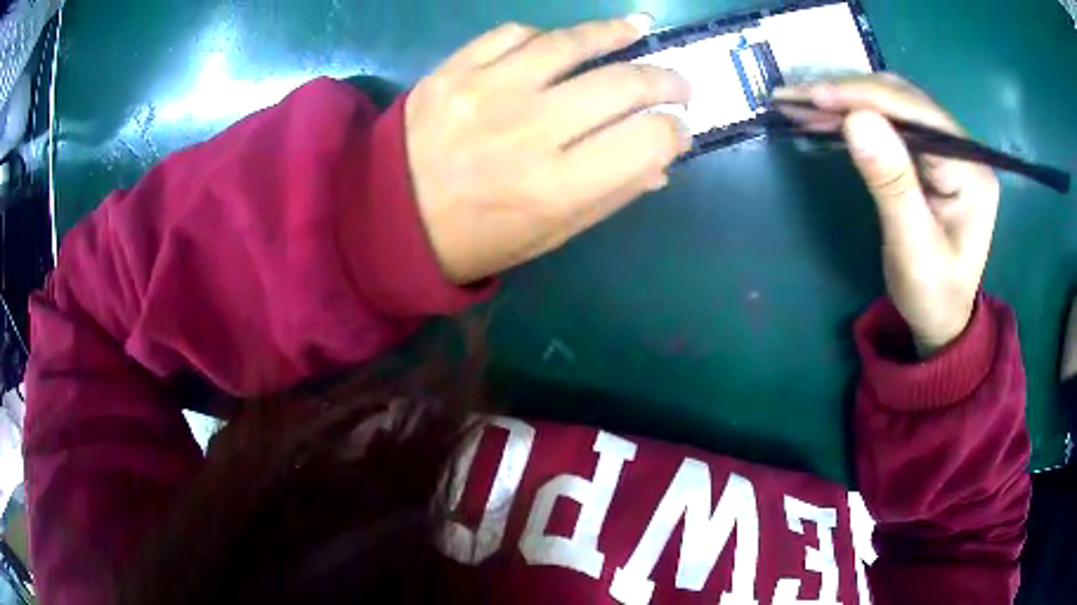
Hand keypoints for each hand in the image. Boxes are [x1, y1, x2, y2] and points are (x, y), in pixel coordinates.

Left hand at [405, 16, 691, 283]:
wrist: (387, 218)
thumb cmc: (476, 238)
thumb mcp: (550, 235)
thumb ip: (611, 194)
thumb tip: (662, 161)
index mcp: (557, 186)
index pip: (648, 139)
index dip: (675, 132)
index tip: (678, 130)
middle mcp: (529, 130)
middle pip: (621, 84)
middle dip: (666, 80)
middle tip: (678, 83)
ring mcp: (487, 91)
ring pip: (571, 43)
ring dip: (616, 33)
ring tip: (638, 30)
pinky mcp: (453, 69)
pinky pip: (514, 33)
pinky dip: (546, 36)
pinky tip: (560, 44)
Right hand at [774, 76, 1000, 354]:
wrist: (942, 320)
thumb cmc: (933, 295)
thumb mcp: (913, 249)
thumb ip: (891, 184)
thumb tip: (856, 119)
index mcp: (970, 170)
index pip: (916, 113)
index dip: (864, 97)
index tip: (813, 95)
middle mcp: (961, 149)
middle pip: (902, 99)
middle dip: (848, 92)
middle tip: (796, 96)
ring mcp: (946, 149)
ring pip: (892, 104)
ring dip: (846, 99)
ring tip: (799, 102)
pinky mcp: (929, 155)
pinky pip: (889, 122)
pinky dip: (853, 115)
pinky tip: (824, 116)